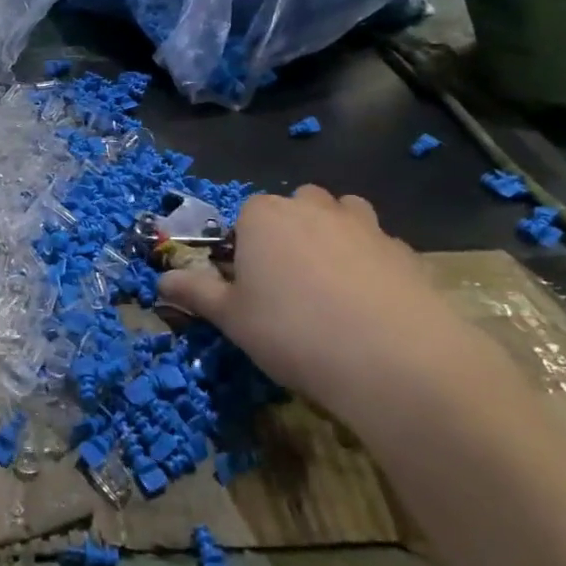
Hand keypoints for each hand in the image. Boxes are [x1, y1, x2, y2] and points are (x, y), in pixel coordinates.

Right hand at [157, 186, 530, 443]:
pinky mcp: (404, 250)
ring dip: (332, 236)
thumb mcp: (231, 318)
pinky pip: (377, 246)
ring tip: (329, 286)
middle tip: (286, 284)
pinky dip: (369, 264)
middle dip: (288, 233)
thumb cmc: (292, 331)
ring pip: (341, 215)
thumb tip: (161, 280)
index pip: (244, 216)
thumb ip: (195, 292)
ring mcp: (364, 225)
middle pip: (294, 206)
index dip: (243, 248)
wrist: (394, 359)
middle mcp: (313, 208)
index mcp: (264, 216)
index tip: (247, 286)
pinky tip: (368, 305)